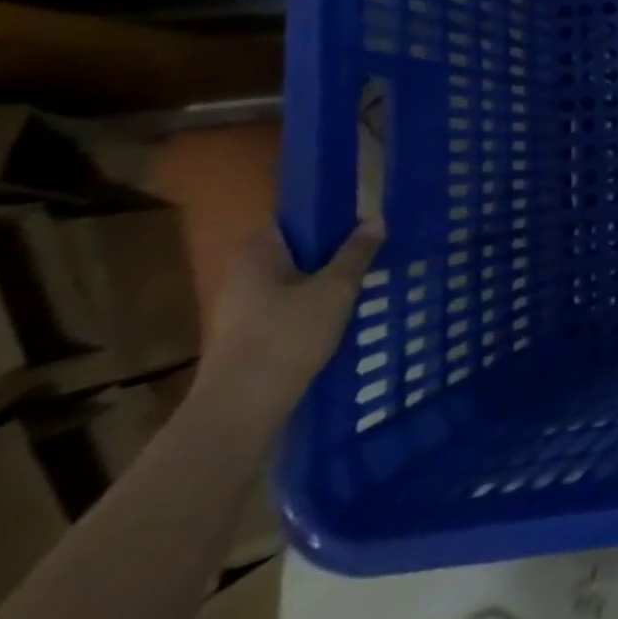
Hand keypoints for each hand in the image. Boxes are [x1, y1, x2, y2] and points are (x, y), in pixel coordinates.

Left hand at [197, 223, 381, 423]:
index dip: (325, 212)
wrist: (242, 406)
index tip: (361, 211)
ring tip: (369, 274)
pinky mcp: (250, 333)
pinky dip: (316, 300)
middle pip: (294, 248)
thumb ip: (357, 252)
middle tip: (375, 242)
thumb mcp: (336, 289)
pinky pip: (290, 303)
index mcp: (257, 253)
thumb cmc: (288, 335)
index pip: (290, 218)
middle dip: (332, 245)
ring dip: (327, 275)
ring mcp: (242, 306)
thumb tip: (375, 219)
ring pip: (294, 277)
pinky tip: (346, 309)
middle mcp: (243, 273)